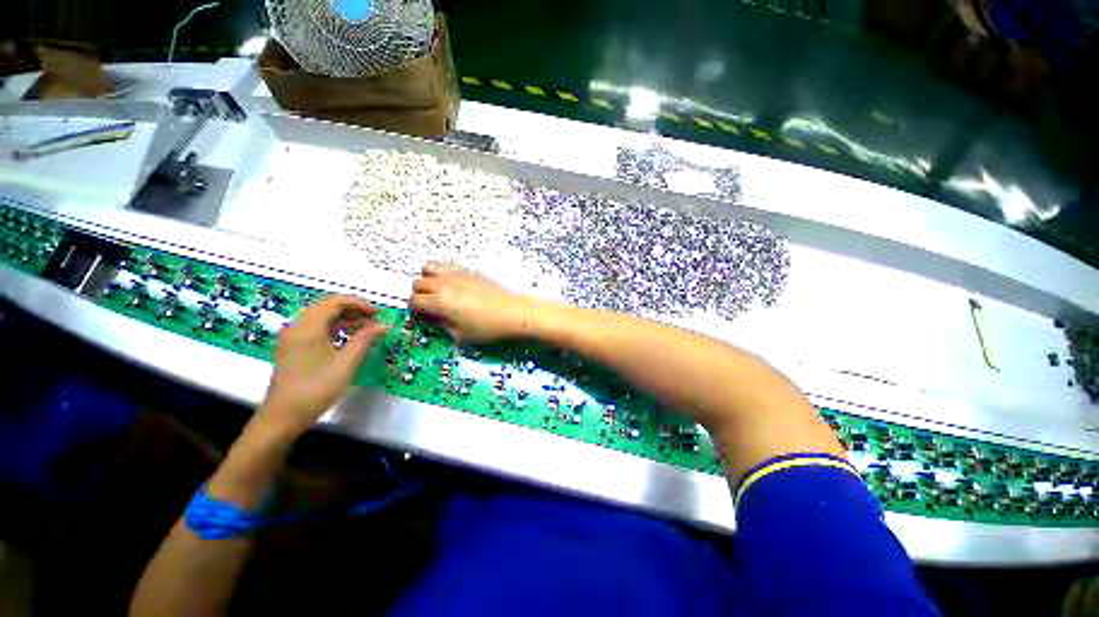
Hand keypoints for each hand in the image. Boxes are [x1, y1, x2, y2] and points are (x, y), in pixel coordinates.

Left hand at [258, 295, 387, 436]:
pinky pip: (315, 328)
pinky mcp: (293, 347)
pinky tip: (348, 338)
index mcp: (308, 328)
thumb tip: (384, 325)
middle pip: (327, 306)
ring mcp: (292, 337)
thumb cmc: (317, 388)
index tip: (379, 313)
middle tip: (374, 321)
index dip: (359, 304)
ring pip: (321, 317)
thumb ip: (365, 340)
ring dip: (345, 318)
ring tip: (365, 330)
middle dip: (353, 309)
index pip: (335, 302)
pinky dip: (334, 327)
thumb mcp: (346, 363)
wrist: (283, 416)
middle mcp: (297, 327)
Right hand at [409, 262, 542, 342]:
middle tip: (430, 306)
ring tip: (438, 292)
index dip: (415, 311)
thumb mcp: (460, 335)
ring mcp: (457, 273)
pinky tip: (453, 285)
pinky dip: (443, 273)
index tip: (423, 317)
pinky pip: (447, 265)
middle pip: (418, 283)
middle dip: (419, 295)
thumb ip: (441, 325)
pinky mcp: (469, 270)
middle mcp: (444, 283)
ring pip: (429, 268)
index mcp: (439, 301)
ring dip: (428, 279)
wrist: (513, 313)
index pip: (414, 301)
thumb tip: (430, 318)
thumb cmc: (487, 328)